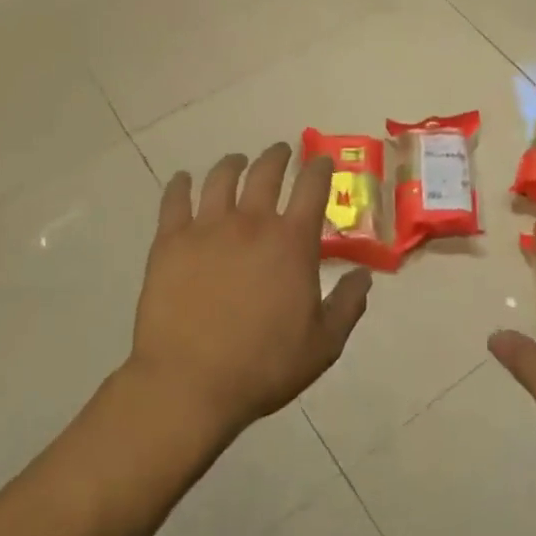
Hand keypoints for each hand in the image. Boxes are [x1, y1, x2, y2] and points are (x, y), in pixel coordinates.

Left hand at [129, 143, 371, 439]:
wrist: (190, 383)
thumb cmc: (263, 365)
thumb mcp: (323, 344)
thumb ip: (348, 305)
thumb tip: (365, 275)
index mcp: (292, 242)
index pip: (312, 187)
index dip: (320, 168)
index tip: (321, 160)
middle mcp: (252, 222)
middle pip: (266, 172)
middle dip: (277, 156)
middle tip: (280, 152)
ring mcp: (207, 227)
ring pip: (221, 178)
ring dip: (233, 164)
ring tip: (236, 161)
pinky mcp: (170, 241)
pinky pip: (175, 199)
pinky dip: (180, 185)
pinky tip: (182, 180)